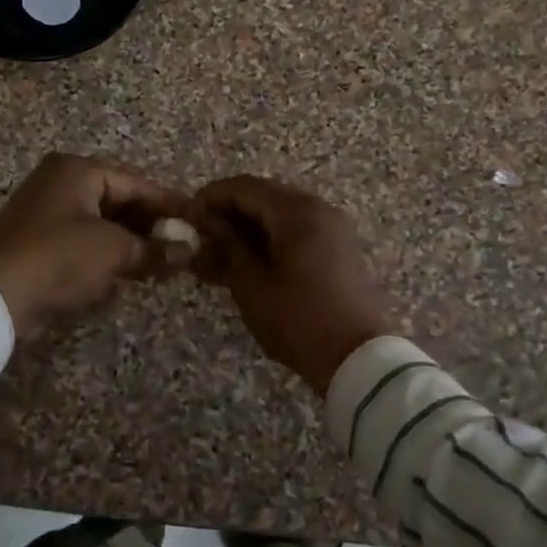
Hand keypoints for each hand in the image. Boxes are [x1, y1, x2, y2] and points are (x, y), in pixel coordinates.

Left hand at [0, 153, 198, 337]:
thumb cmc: (60, 257)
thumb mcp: (114, 250)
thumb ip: (155, 248)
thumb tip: (190, 252)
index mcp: (77, 170)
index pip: (137, 184)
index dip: (170, 205)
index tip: (198, 220)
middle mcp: (60, 182)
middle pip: (119, 201)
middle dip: (151, 226)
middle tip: (184, 245)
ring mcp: (46, 211)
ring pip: (103, 222)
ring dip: (132, 242)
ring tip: (165, 262)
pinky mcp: (39, 240)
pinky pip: (84, 239)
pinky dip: (108, 252)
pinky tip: (133, 271)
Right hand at [194, 175, 395, 393]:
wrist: (360, 360)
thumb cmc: (299, 320)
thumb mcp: (252, 285)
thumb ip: (227, 245)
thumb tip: (206, 223)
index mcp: (297, 211)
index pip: (244, 187)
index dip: (211, 197)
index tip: (186, 217)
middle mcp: (319, 209)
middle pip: (264, 196)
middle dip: (229, 213)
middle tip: (201, 238)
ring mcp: (333, 228)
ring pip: (280, 214)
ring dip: (249, 228)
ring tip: (220, 256)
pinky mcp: (339, 249)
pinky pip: (298, 231)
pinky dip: (271, 239)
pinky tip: (250, 264)